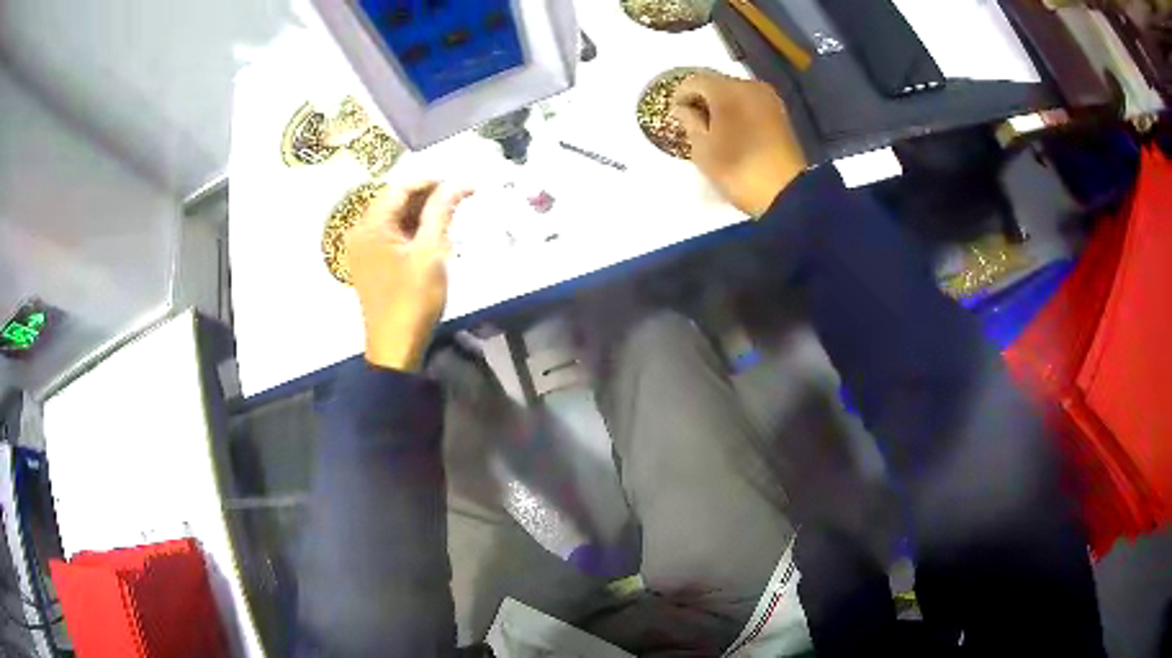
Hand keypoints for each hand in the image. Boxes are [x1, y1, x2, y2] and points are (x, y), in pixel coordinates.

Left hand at [346, 181, 473, 370]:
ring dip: (421, 214)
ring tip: (450, 217)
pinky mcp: (370, 264)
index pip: (401, 188)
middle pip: (395, 201)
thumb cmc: (413, 299)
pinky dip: (411, 231)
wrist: (395, 347)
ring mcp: (363, 249)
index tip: (462, 184)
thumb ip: (441, 211)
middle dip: (427, 197)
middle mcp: (360, 232)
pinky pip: (390, 236)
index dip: (432, 182)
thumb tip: (458, 183)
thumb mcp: (431, 252)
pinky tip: (432, 237)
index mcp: (370, 225)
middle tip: (459, 200)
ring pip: (394, 218)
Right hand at [671, 72, 807, 217]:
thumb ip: (689, 121)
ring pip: (736, 92)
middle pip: (717, 83)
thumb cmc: (738, 170)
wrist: (787, 193)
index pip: (695, 81)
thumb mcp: (702, 149)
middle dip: (703, 99)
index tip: (675, 115)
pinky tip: (733, 130)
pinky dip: (739, 111)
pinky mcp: (780, 113)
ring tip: (713, 128)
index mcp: (726, 90)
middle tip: (693, 122)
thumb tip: (683, 108)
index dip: (680, 95)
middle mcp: (749, 86)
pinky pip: (751, 103)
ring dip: (722, 105)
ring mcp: (768, 98)